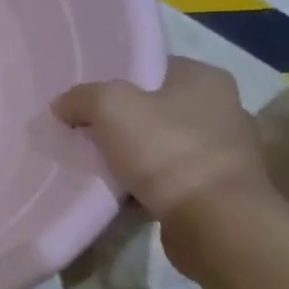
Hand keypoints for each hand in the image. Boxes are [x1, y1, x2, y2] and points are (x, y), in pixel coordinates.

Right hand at [55, 56, 272, 226]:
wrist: (214, 222)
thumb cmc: (167, 150)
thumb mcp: (110, 106)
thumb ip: (81, 97)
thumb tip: (64, 106)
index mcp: (206, 78)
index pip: (151, 66)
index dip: (115, 77)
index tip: (85, 97)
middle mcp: (222, 109)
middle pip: (154, 107)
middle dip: (120, 120)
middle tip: (82, 129)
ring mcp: (224, 153)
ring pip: (159, 144)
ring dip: (131, 154)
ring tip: (96, 163)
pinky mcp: (218, 190)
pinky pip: (168, 178)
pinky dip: (144, 183)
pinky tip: (119, 191)